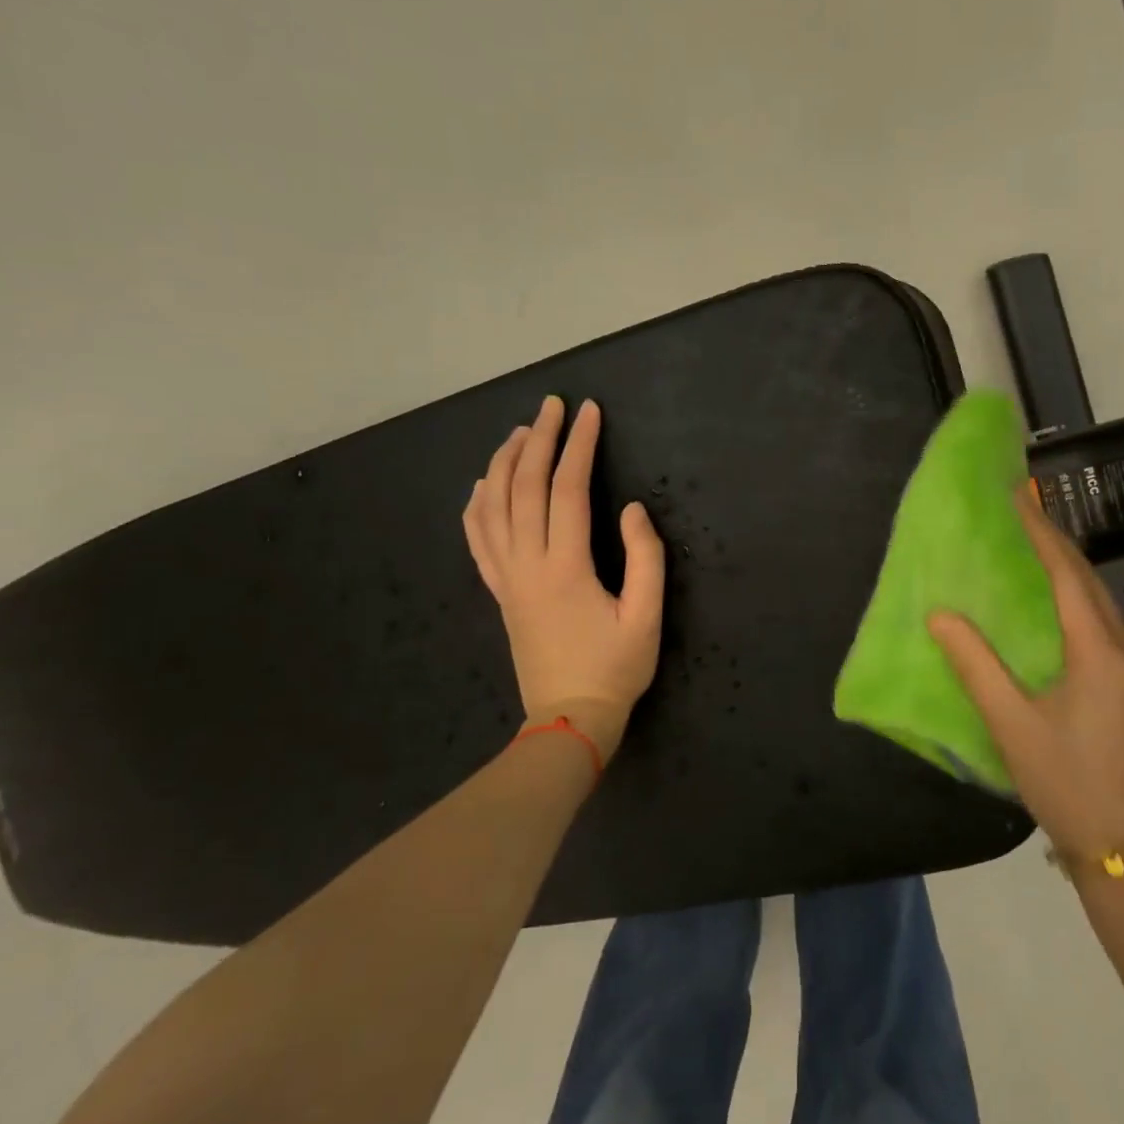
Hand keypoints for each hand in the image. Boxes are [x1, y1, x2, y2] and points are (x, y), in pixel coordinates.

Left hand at [463, 396, 664, 760]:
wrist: (569, 718)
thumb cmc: (615, 668)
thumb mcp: (647, 616)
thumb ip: (645, 557)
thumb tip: (632, 508)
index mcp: (566, 567)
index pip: (569, 489)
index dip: (580, 446)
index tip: (590, 411)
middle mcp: (527, 564)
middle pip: (524, 488)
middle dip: (540, 440)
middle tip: (553, 405)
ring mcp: (506, 578)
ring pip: (493, 507)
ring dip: (504, 463)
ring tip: (520, 432)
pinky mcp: (500, 592)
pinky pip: (477, 540)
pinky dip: (476, 505)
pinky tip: (483, 484)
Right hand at [929, 490, 1123, 858]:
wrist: (1122, 846)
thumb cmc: (1063, 782)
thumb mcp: (1010, 724)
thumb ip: (974, 664)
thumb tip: (940, 614)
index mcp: (1100, 655)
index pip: (1068, 577)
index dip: (1041, 534)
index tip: (1019, 497)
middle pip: (1091, 584)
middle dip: (1056, 545)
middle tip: (1023, 512)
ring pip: (1103, 605)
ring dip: (1069, 573)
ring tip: (1034, 547)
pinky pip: (1107, 628)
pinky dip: (1079, 603)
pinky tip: (1057, 607)